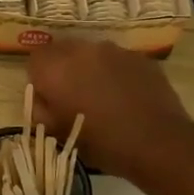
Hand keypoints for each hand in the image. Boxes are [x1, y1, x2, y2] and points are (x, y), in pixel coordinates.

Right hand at [27, 38, 193, 181]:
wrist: (159, 144)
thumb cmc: (102, 142)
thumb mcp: (59, 134)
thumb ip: (41, 112)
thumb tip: (41, 101)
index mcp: (56, 68)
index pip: (34, 59)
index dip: (39, 78)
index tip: (49, 98)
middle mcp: (82, 50)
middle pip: (62, 51)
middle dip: (63, 69)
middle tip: (73, 96)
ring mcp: (114, 50)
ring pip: (91, 54)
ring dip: (89, 69)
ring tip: (102, 96)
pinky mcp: (139, 57)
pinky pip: (117, 60)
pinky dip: (115, 73)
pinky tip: (125, 96)